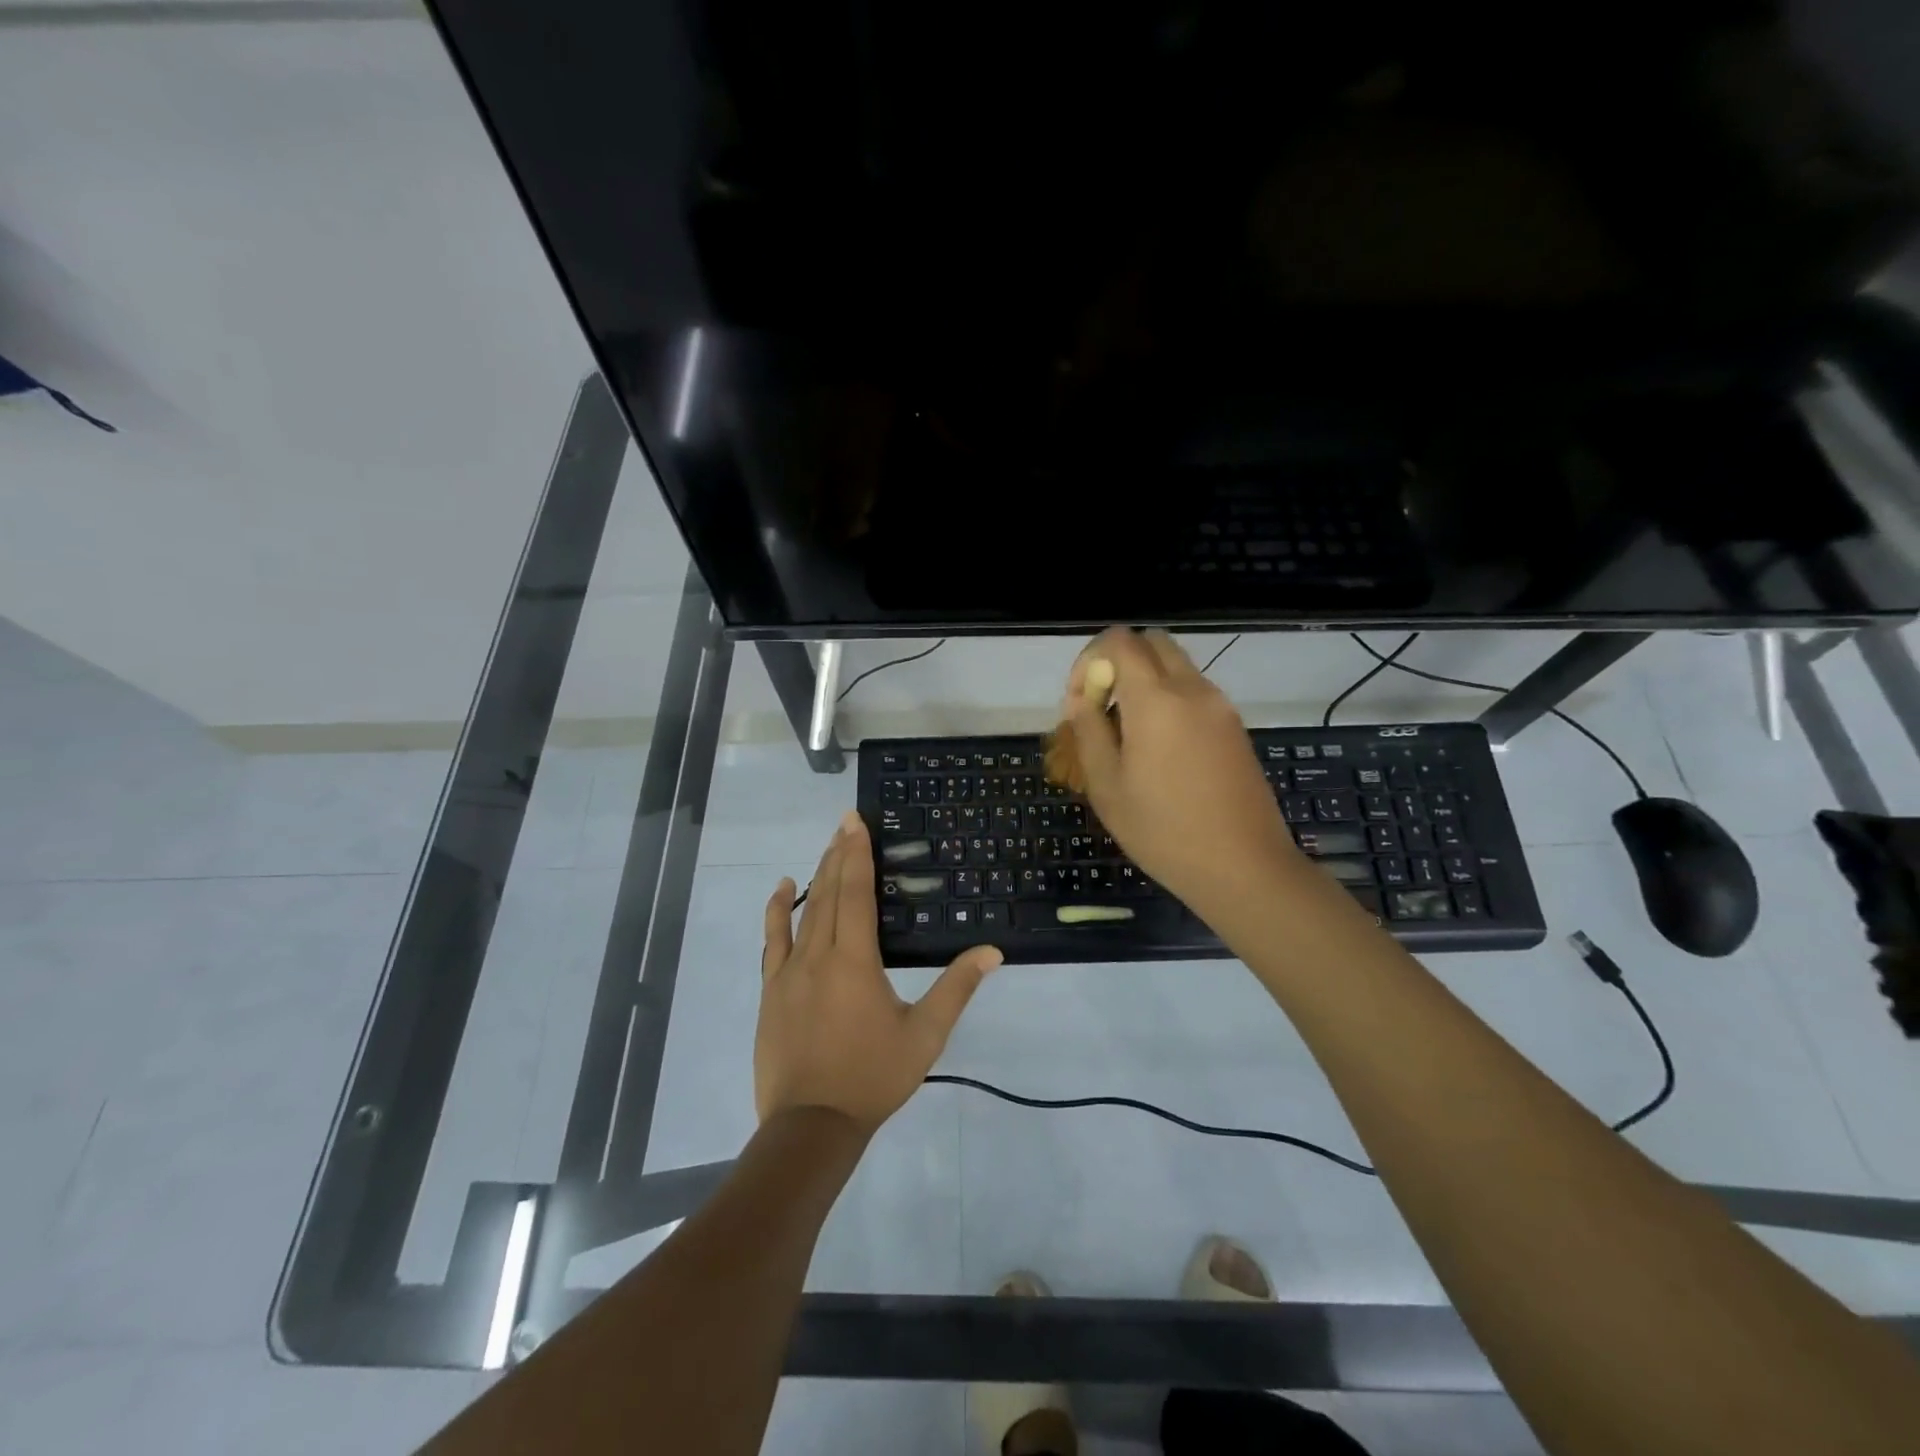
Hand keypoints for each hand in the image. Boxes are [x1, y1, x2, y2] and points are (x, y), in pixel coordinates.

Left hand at [757, 811, 1002, 1133]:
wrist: (811, 1124)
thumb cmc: (872, 1077)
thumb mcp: (924, 1035)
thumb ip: (956, 989)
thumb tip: (991, 952)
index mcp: (855, 960)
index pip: (856, 894)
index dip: (858, 855)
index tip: (856, 822)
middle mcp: (819, 955)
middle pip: (830, 893)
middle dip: (839, 854)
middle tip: (846, 822)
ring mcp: (789, 971)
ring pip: (804, 911)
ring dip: (817, 875)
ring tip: (827, 846)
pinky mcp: (771, 989)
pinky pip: (773, 940)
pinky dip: (777, 911)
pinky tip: (784, 889)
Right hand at [1062, 628, 1298, 920]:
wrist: (1244, 867)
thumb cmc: (1164, 831)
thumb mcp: (1107, 787)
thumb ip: (1089, 732)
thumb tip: (1081, 700)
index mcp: (1157, 699)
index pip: (1120, 640)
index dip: (1090, 659)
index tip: (1081, 702)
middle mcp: (1192, 689)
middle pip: (1151, 642)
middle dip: (1118, 662)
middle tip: (1103, 708)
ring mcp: (1220, 706)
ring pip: (1176, 666)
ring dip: (1145, 681)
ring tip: (1128, 733)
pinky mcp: (1235, 727)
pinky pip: (1194, 692)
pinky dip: (1169, 699)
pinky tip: (1160, 750)